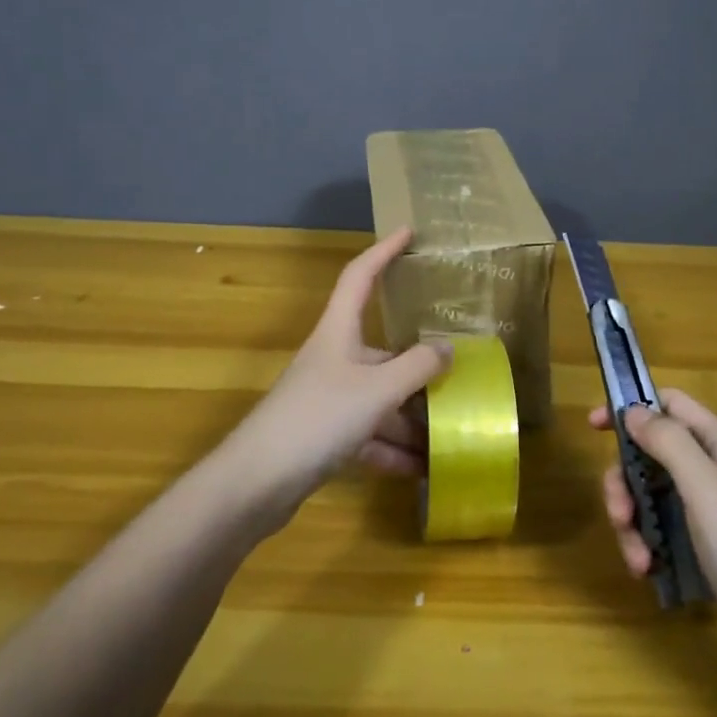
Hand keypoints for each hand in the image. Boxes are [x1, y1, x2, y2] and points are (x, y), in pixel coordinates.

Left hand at [223, 227, 451, 514]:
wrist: (256, 483)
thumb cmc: (318, 418)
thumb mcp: (377, 389)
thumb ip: (417, 367)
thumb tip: (447, 348)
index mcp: (339, 333)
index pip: (360, 276)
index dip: (383, 251)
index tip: (409, 232)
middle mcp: (334, 360)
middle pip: (383, 352)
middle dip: (420, 368)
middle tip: (460, 373)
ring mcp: (328, 399)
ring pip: (380, 400)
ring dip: (412, 419)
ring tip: (451, 434)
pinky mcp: (324, 437)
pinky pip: (369, 435)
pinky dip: (393, 450)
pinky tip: (423, 469)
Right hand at [592, 390, 716, 663]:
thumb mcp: (705, 488)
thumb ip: (668, 443)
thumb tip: (632, 410)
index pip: (671, 405)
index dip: (632, 407)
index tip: (593, 426)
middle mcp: (711, 473)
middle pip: (650, 455)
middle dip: (625, 481)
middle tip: (619, 512)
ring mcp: (707, 514)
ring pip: (649, 497)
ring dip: (632, 523)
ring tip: (637, 558)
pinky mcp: (702, 550)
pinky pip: (660, 532)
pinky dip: (646, 547)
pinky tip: (648, 572)